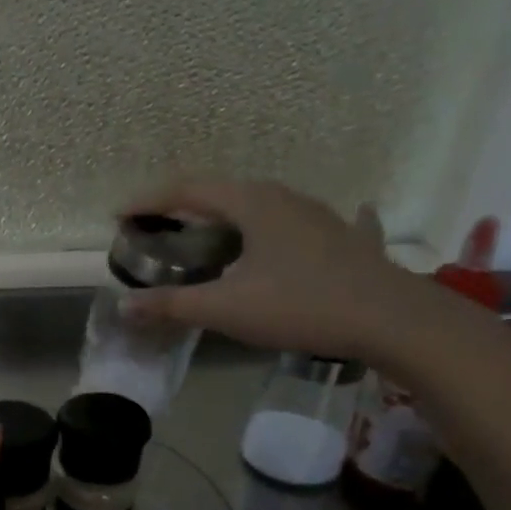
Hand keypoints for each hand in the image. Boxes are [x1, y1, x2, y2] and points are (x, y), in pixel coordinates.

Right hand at [119, 177, 429, 363]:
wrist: (391, 318)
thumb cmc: (300, 305)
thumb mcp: (226, 309)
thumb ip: (172, 305)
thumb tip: (124, 306)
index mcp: (251, 203)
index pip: (187, 190)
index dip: (149, 200)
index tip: (119, 216)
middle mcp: (282, 197)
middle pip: (221, 193)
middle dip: (183, 207)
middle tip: (156, 227)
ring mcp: (316, 215)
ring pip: (258, 205)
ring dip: (225, 216)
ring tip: (204, 236)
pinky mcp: (339, 237)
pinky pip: (295, 224)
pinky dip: (276, 227)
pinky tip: (293, 232)